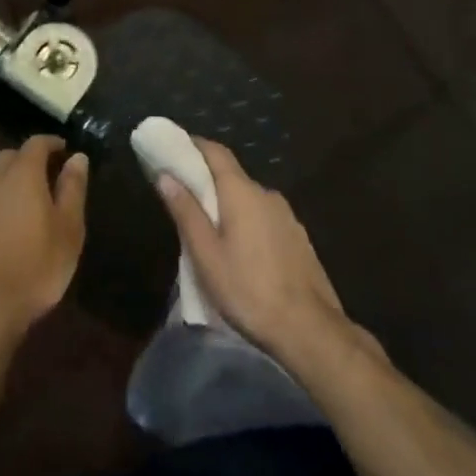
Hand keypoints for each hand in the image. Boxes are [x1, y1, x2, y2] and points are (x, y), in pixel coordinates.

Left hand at [0, 137, 88, 357]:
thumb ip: (73, 189)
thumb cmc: (35, 266)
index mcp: (22, 173)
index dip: (52, 143)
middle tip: (48, 175)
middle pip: (10, 156)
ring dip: (10, 180)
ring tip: (29, 201)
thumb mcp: (69, 229)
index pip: (36, 143)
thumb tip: (77, 157)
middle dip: (29, 159)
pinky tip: (7, 225)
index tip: (65, 150)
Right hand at [157, 138, 356, 371]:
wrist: (309, 329)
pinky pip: (265, 218)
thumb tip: (165, 176)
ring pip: (249, 200)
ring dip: (229, 206)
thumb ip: (186, 212)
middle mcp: (266, 194)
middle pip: (232, 176)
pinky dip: (248, 222)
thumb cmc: (248, 289)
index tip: (174, 149)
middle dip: (208, 181)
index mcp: (242, 191)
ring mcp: (287, 216)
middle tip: (185, 198)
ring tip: (211, 231)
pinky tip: (242, 251)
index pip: (216, 152)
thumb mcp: (206, 254)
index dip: (194, 146)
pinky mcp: (298, 238)